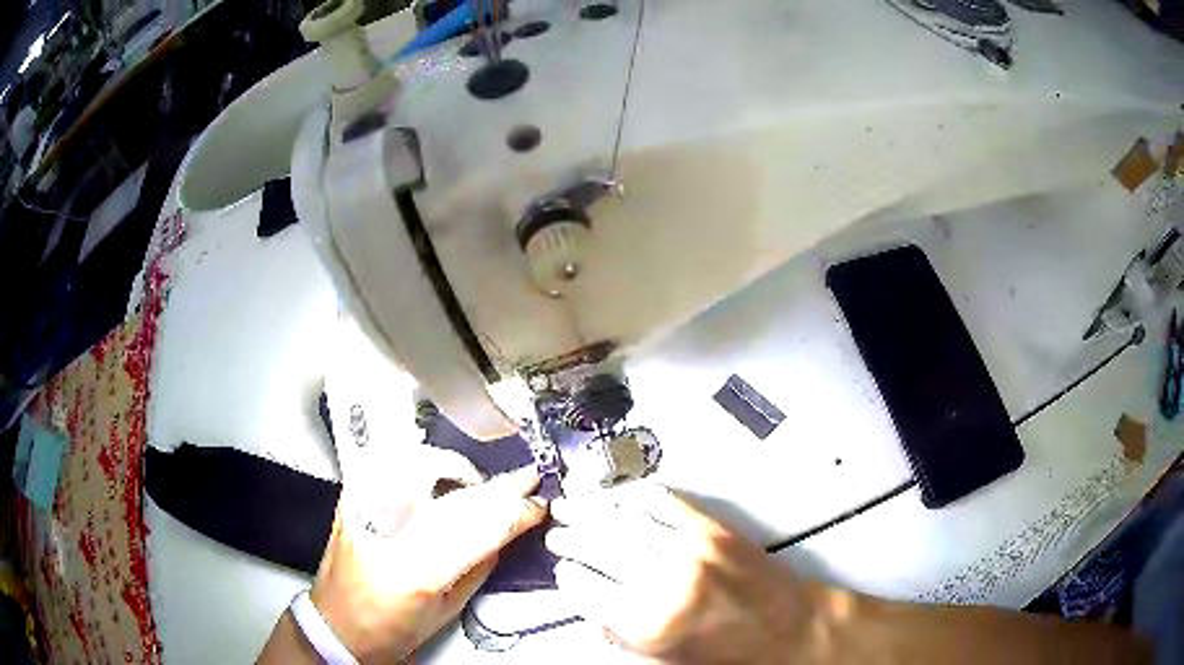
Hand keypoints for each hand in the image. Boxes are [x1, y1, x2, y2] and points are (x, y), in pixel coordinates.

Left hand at [310, 463, 547, 661]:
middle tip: (525, 480)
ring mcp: (363, 504)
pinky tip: (442, 477)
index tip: (539, 503)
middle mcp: (385, 528)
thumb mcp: (447, 609)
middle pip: (455, 493)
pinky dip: (426, 464)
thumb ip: (478, 567)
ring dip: (461, 471)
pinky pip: (395, 464)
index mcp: (415, 570)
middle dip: (497, 487)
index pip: (478, 526)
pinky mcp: (351, 496)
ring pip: (424, 464)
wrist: (334, 623)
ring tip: (481, 484)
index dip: (516, 511)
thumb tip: (506, 533)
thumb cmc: (390, 629)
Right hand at [545, 483, 825, 662]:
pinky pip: (661, 501)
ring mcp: (690, 548)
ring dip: (590, 508)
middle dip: (570, 536)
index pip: (585, 588)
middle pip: (599, 546)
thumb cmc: (728, 655)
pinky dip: (631, 494)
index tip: (563, 571)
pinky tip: (615, 495)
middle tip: (555, 532)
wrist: (789, 629)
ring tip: (569, 506)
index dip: (569, 576)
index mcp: (647, 624)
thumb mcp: (664, 662)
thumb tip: (588, 609)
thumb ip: (619, 636)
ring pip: (623, 518)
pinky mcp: (712, 527)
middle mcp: (664, 581)